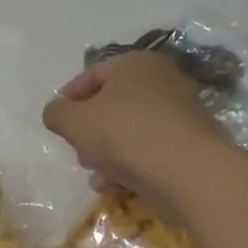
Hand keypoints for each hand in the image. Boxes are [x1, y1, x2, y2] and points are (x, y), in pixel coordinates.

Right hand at [42, 50, 226, 217]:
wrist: (185, 170)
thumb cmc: (123, 134)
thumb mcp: (73, 122)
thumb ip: (56, 113)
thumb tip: (56, 112)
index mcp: (133, 63)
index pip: (91, 75)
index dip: (68, 99)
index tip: (58, 124)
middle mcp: (162, 79)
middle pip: (112, 103)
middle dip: (90, 129)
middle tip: (78, 150)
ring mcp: (181, 110)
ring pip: (131, 128)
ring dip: (108, 150)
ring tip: (96, 174)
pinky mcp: (192, 141)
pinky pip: (151, 147)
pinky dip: (133, 162)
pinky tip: (118, 183)